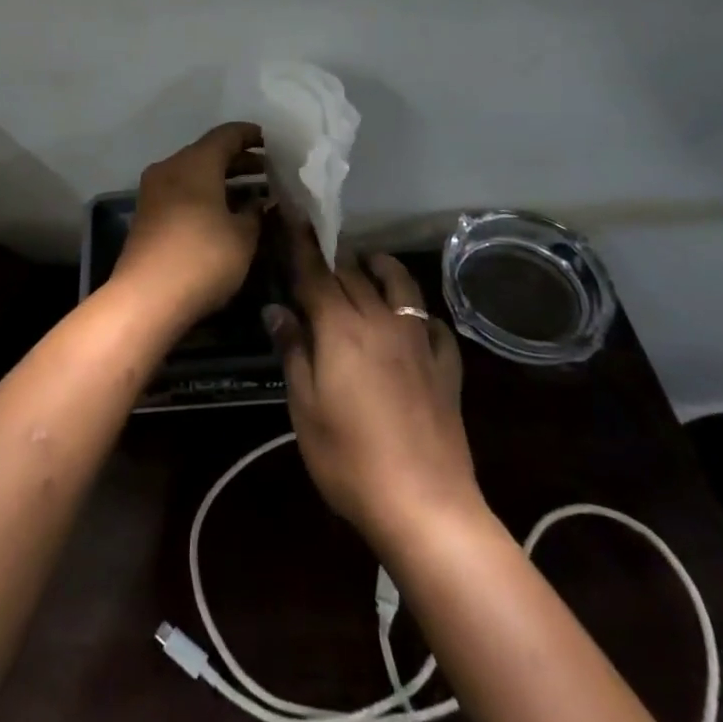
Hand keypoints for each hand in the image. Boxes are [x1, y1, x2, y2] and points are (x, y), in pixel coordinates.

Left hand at [110, 122, 264, 322]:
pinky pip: (182, 193)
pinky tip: (225, 215)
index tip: (272, 141)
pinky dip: (205, 196)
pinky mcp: (148, 216)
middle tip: (270, 172)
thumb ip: (256, 212)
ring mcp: (154, 192)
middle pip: (209, 153)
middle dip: (240, 161)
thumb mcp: (243, 236)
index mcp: (195, 162)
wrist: (146, 298)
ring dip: (223, 181)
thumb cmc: (202, 258)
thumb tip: (261, 201)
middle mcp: (171, 168)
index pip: (227, 135)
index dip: (251, 135)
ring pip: (194, 174)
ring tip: (254, 195)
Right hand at [266, 224, 482, 550]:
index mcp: (341, 327)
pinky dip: (418, 312)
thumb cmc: (349, 459)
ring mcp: (419, 341)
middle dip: (333, 256)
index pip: (316, 273)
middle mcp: (381, 321)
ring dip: (380, 267)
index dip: (301, 244)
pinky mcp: (446, 366)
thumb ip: (293, 351)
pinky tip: (413, 320)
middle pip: (354, 274)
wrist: (426, 505)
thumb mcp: (304, 408)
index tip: (292, 216)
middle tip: (317, 248)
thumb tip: (276, 309)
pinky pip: (434, 324)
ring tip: (367, 263)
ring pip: (401, 285)